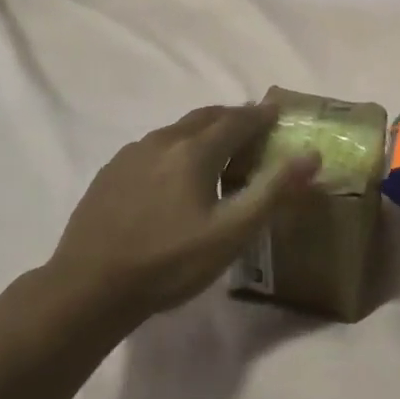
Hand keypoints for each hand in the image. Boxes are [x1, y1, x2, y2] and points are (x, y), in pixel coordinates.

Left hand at [47, 104, 317, 322]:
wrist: (88, 287)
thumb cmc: (170, 262)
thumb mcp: (232, 233)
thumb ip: (273, 191)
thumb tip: (311, 154)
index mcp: (195, 151)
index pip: (237, 120)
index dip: (260, 115)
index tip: (276, 111)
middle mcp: (163, 141)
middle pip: (205, 117)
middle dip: (232, 117)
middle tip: (251, 127)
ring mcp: (131, 155)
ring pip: (177, 130)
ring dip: (202, 132)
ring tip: (216, 150)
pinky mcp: (110, 173)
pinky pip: (153, 147)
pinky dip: (175, 148)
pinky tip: (172, 174)